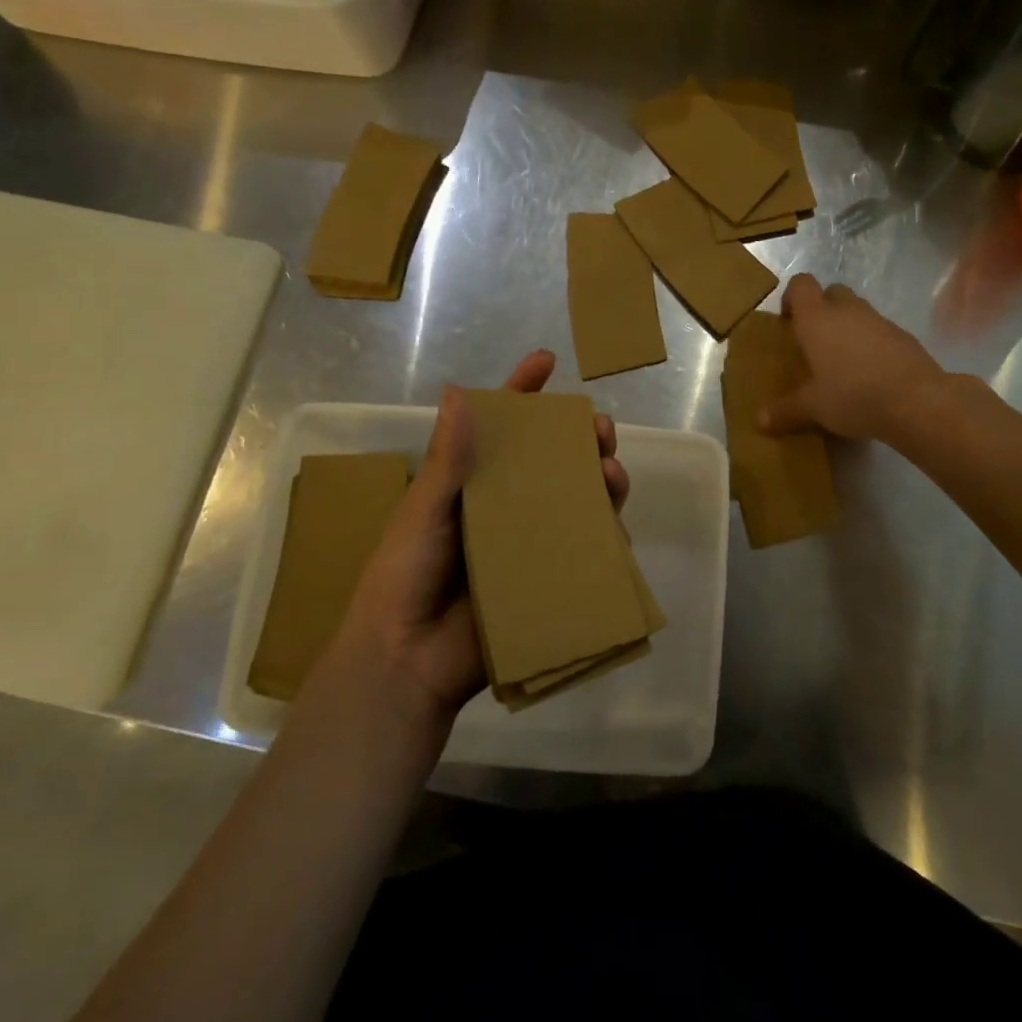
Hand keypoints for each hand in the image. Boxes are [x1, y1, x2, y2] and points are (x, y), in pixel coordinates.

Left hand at [313, 350, 628, 739]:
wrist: (406, 660)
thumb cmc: (405, 575)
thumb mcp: (423, 511)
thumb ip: (447, 458)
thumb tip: (459, 390)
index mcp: (472, 485)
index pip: (501, 430)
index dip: (523, 393)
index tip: (547, 361)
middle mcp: (507, 508)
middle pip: (552, 462)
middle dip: (580, 439)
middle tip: (599, 428)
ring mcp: (530, 544)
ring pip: (578, 501)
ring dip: (601, 481)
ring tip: (610, 472)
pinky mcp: (548, 580)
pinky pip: (585, 551)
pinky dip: (605, 534)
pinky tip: (615, 525)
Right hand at [759, 274, 952, 442]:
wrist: (916, 401)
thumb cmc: (852, 395)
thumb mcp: (813, 407)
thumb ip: (785, 410)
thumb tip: (759, 422)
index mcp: (817, 319)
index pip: (802, 284)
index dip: (793, 296)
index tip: (788, 321)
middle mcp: (848, 311)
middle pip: (832, 292)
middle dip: (822, 309)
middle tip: (815, 341)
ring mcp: (880, 320)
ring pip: (858, 311)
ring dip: (848, 326)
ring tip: (843, 361)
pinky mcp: (904, 336)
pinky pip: (880, 331)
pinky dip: (872, 344)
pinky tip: (871, 374)